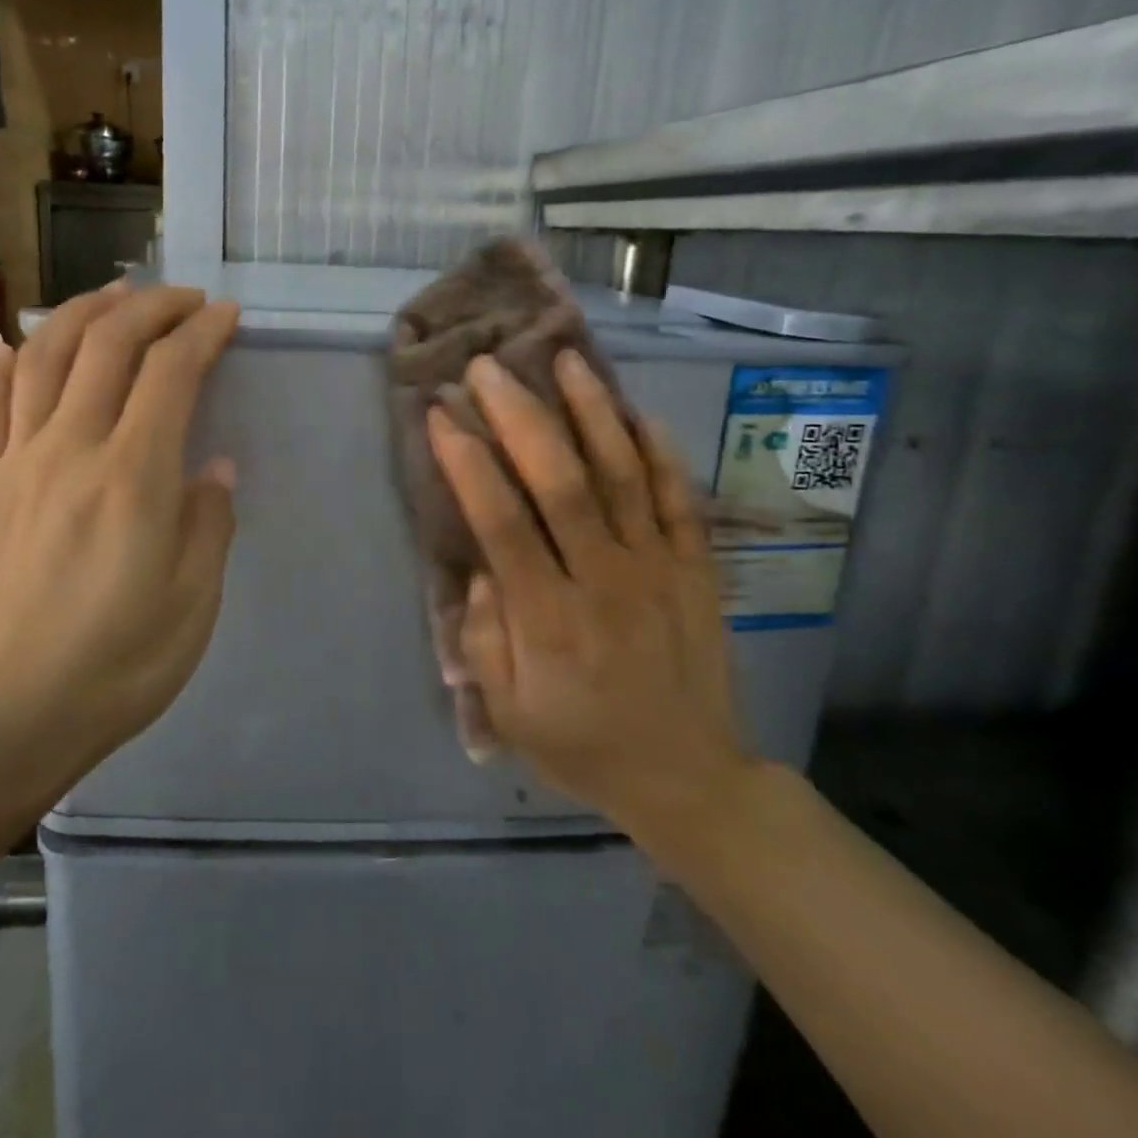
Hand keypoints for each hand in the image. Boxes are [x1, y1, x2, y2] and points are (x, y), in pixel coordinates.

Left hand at [0, 284, 240, 793]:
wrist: (13, 711)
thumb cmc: (120, 663)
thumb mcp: (195, 601)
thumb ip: (210, 522)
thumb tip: (212, 468)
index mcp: (132, 478)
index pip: (170, 373)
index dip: (202, 333)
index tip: (226, 317)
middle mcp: (70, 450)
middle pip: (107, 345)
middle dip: (151, 307)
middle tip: (184, 299)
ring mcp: (16, 463)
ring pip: (43, 356)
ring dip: (82, 313)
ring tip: (114, 297)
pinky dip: (3, 362)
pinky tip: (19, 342)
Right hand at [426, 349, 752, 857]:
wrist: (687, 778)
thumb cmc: (582, 743)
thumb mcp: (510, 711)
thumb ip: (485, 638)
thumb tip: (480, 566)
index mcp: (549, 619)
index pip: (502, 524)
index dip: (467, 464)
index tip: (440, 414)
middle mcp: (604, 580)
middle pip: (561, 483)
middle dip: (519, 417)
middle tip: (487, 368)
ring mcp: (658, 569)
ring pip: (624, 475)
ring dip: (591, 412)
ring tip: (563, 359)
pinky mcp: (697, 568)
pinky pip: (679, 498)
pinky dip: (659, 450)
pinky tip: (634, 409)